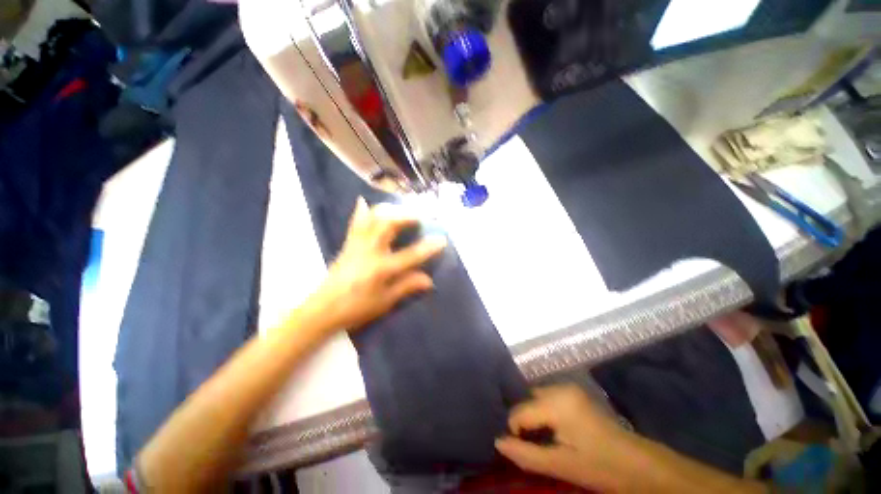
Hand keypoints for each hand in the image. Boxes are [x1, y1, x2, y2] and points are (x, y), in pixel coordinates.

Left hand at [308, 198, 446, 331]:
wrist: (322, 310)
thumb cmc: (356, 308)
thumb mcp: (384, 302)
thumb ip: (407, 287)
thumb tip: (429, 280)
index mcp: (381, 270)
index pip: (410, 255)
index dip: (428, 247)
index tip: (442, 239)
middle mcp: (369, 252)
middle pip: (388, 225)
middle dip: (406, 217)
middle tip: (419, 217)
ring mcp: (357, 245)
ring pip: (372, 219)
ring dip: (389, 210)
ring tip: (401, 210)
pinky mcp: (348, 244)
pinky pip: (355, 223)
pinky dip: (361, 211)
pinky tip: (364, 201)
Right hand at [495, 384, 640, 491]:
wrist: (638, 464)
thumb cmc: (600, 467)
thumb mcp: (561, 465)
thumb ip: (526, 454)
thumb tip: (497, 441)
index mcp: (556, 403)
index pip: (519, 411)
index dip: (515, 430)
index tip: (521, 448)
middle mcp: (560, 387)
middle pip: (526, 399)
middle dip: (522, 420)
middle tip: (527, 443)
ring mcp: (568, 388)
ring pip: (536, 397)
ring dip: (532, 415)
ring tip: (537, 438)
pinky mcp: (574, 393)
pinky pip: (547, 397)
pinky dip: (542, 411)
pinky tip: (549, 430)